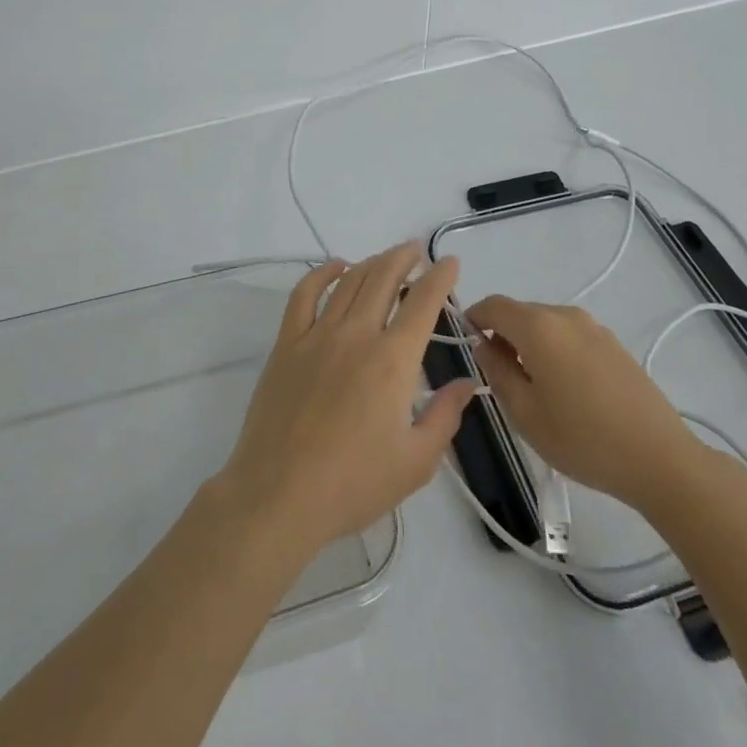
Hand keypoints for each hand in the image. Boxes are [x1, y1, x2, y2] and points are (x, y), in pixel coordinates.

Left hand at [215, 245, 474, 559]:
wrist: (279, 496)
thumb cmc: (353, 484)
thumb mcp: (415, 462)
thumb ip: (445, 416)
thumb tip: (467, 383)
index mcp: (393, 360)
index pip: (423, 303)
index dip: (440, 277)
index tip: (450, 262)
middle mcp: (357, 334)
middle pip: (384, 279)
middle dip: (404, 258)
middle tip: (416, 251)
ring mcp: (317, 335)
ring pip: (349, 282)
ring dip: (371, 263)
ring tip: (385, 258)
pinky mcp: (287, 344)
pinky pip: (304, 294)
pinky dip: (322, 274)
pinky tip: (335, 267)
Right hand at [466, 294, 699, 513]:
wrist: (659, 458)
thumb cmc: (582, 439)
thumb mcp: (525, 413)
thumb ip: (497, 372)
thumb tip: (483, 345)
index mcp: (538, 326)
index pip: (493, 305)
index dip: (474, 318)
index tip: (467, 343)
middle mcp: (565, 315)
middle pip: (520, 312)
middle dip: (502, 334)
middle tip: (499, 375)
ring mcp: (594, 327)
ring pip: (546, 324)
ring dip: (530, 342)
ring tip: (534, 387)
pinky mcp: (613, 343)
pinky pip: (570, 335)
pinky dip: (555, 349)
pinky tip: (566, 388)